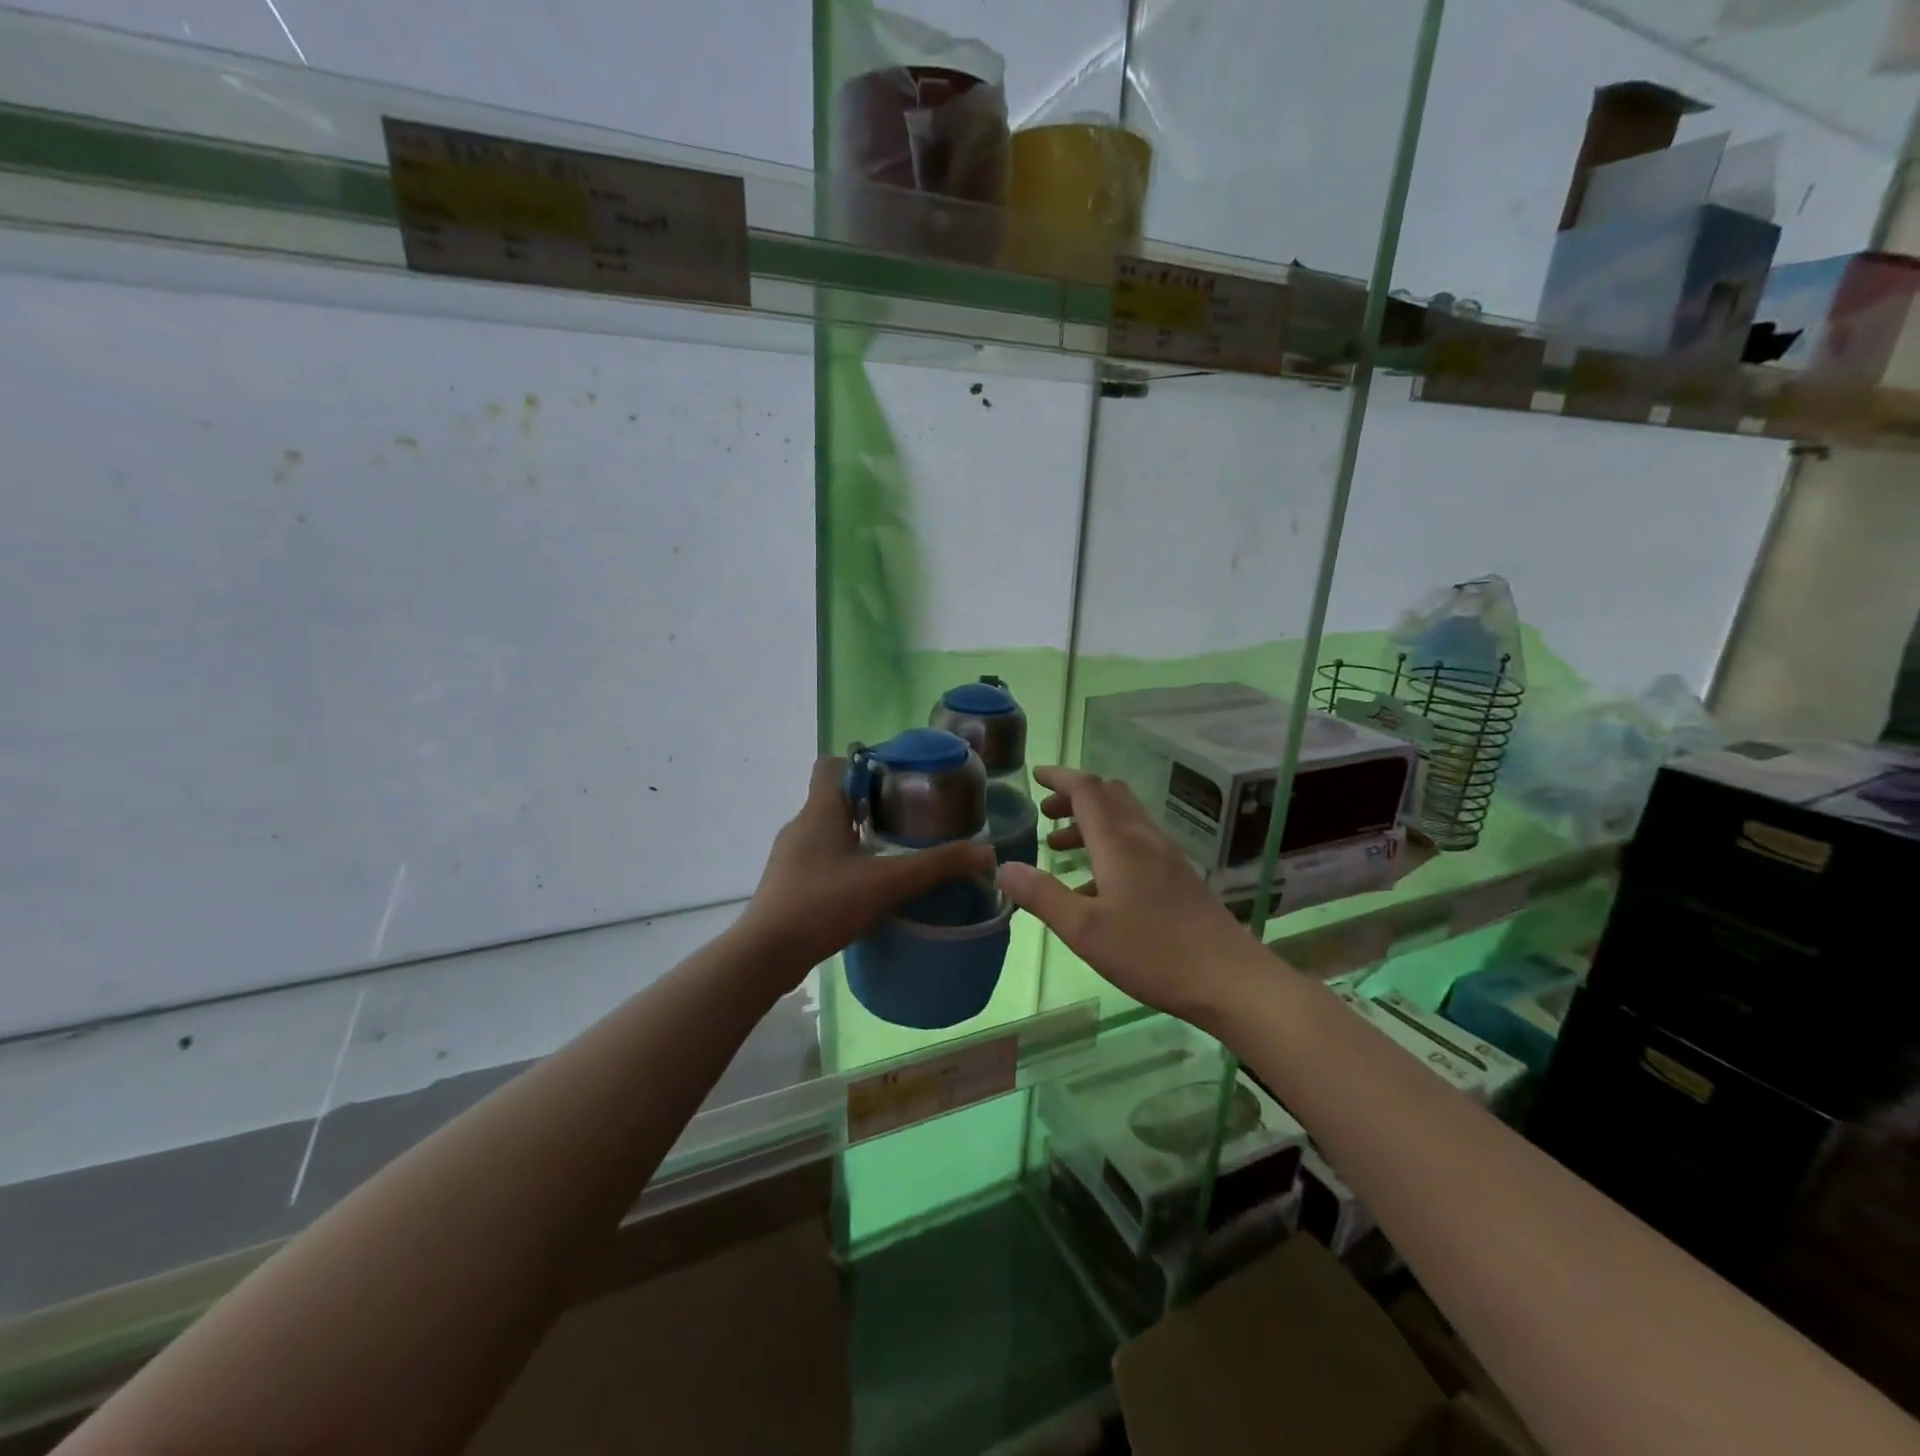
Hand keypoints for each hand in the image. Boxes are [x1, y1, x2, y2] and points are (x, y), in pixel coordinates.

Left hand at [736, 757, 997, 985]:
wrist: (766, 955)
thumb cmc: (823, 903)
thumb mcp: (887, 882)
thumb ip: (936, 866)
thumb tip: (986, 852)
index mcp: (820, 810)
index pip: (833, 764)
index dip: (862, 764)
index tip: (896, 778)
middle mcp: (801, 825)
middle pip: (836, 798)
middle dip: (871, 804)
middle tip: (909, 817)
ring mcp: (791, 856)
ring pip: (829, 831)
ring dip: (859, 836)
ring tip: (894, 852)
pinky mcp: (789, 884)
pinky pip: (821, 859)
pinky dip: (845, 863)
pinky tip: (867, 887)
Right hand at [997, 766, 1259, 1022]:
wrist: (1230, 979)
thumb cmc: (1152, 951)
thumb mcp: (1084, 929)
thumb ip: (1042, 895)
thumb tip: (1004, 867)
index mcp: (1119, 841)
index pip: (1087, 789)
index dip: (1059, 777)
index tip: (1035, 775)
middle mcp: (1144, 839)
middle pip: (1109, 796)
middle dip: (1075, 797)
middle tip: (1046, 814)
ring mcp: (1166, 857)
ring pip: (1124, 820)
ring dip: (1091, 822)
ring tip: (1060, 848)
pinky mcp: (1179, 878)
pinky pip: (1137, 844)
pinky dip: (1109, 846)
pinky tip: (1095, 887)